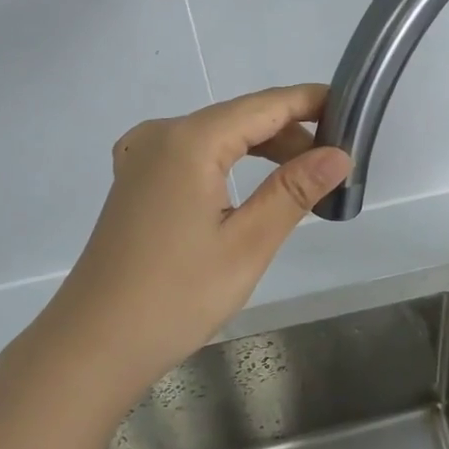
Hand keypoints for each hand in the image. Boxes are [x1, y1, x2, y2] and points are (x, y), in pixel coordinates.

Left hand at [28, 84, 350, 404]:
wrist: (95, 345)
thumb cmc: (177, 296)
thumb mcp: (247, 243)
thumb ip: (294, 190)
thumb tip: (339, 154)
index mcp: (189, 141)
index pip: (264, 105)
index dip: (310, 103)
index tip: (353, 111)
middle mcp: (160, 135)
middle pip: (239, 117)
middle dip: (290, 133)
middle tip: (335, 164)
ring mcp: (141, 157)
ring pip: (216, 136)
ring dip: (261, 150)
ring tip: (303, 179)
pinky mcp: (135, 181)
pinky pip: (192, 155)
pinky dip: (229, 163)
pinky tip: (250, 189)